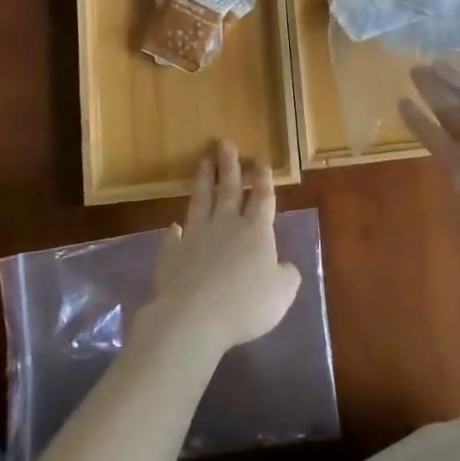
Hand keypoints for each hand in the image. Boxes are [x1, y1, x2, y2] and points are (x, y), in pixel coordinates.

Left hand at [147, 141, 302, 355]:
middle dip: (229, 166)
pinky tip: (174, 225)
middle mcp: (226, 226)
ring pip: (201, 202)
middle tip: (224, 143)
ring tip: (203, 161)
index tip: (260, 160)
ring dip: (203, 181)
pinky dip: (174, 231)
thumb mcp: (282, 293)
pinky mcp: (172, 255)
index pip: (262, 198)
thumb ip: (287, 276)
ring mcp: (196, 237)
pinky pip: (173, 238)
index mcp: (256, 231)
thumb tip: (286, 266)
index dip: (263, 179)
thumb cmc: (246, 304)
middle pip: (229, 190)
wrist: (194, 317)